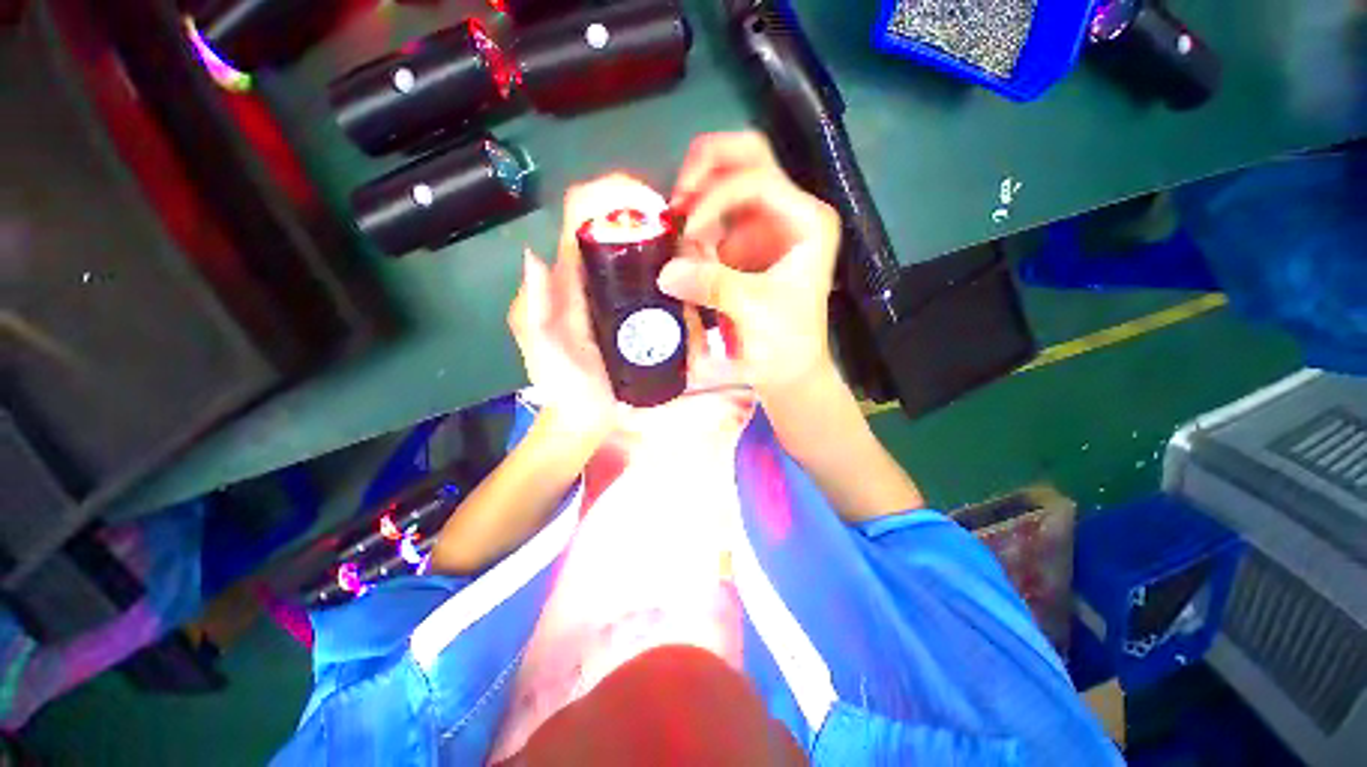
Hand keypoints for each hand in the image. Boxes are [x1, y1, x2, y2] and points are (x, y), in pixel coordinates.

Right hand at [659, 132, 841, 394]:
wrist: (788, 369)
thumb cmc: (786, 341)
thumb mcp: (754, 311)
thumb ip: (714, 286)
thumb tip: (666, 271)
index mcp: (806, 221)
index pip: (758, 180)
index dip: (717, 197)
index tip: (689, 232)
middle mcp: (787, 213)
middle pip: (748, 158)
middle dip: (706, 169)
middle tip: (677, 199)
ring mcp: (764, 227)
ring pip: (726, 181)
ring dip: (696, 198)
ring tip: (676, 226)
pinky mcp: (743, 245)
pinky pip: (713, 218)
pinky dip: (693, 225)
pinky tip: (684, 247)